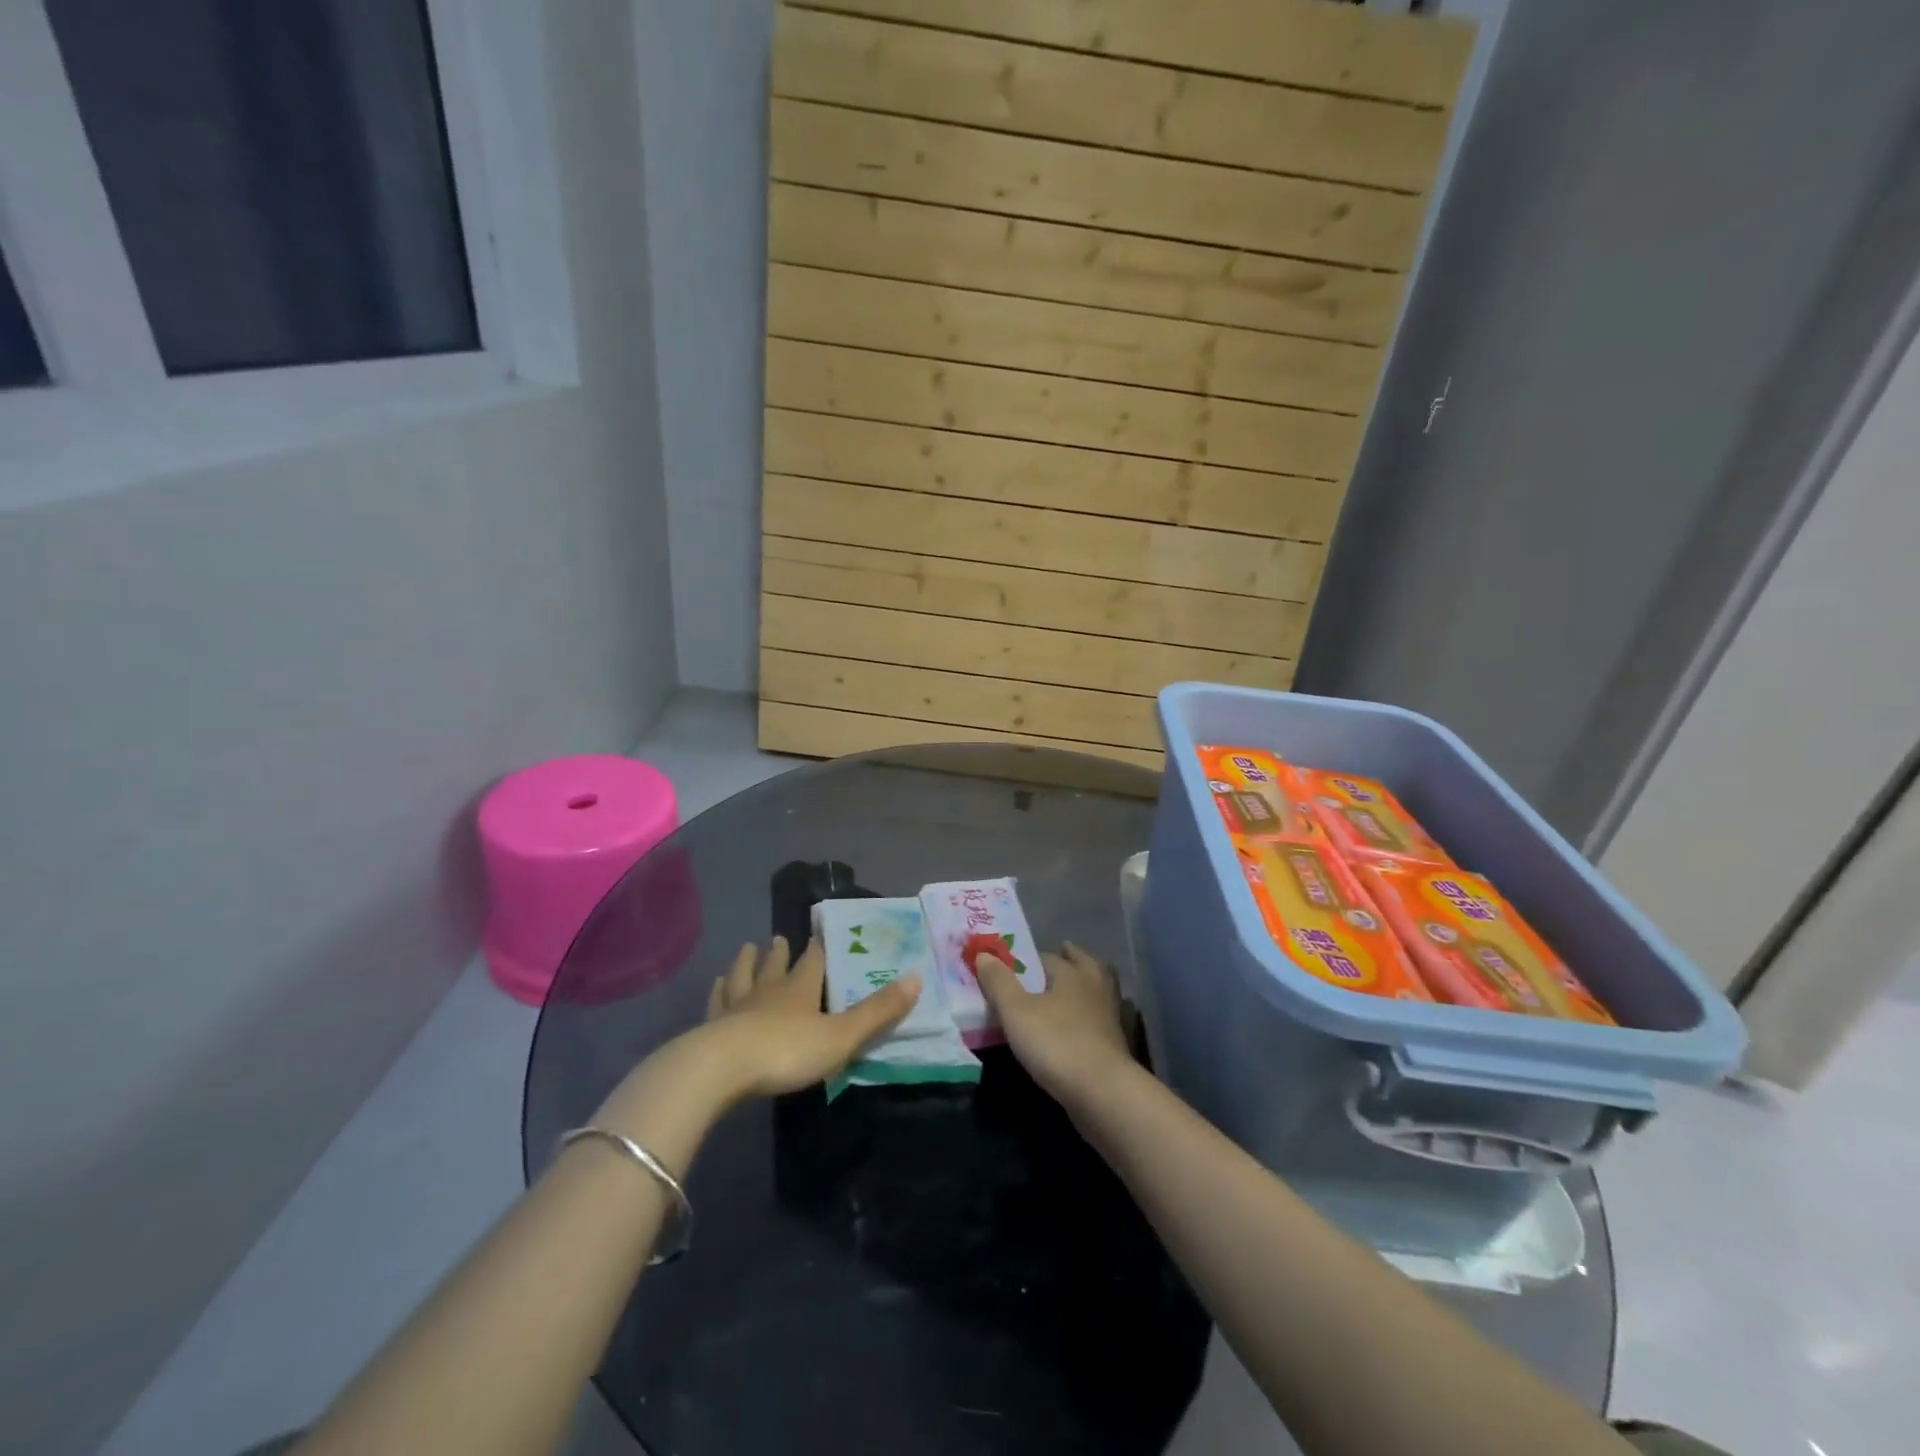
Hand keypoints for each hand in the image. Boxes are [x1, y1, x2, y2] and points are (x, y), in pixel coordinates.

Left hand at [687, 936, 918, 1102]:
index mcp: (800, 989)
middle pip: (775, 965)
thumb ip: (877, 1012)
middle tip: (779, 937)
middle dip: (780, 953)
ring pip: (742, 977)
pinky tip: (716, 985)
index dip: (818, 950)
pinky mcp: (709, 1027)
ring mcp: (735, 1007)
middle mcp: (768, 991)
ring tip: (747, 949)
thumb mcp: (841, 1036)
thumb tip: (917, 978)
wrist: (720, 1070)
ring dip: (747, 963)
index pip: (812, 962)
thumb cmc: (786, 1051)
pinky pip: (716, 1002)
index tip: (819, 935)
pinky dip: (718, 991)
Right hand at [976, 941, 1134, 1104]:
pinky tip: (1074, 1027)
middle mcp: (1094, 987)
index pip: (1048, 956)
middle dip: (1070, 960)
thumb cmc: (1055, 1043)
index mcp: (1072, 973)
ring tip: (1063, 993)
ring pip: (1096, 990)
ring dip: (1083, 987)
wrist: (1101, 1092)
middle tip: (1057, 959)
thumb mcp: (1015, 1011)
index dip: (1029, 959)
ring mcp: (1109, 1016)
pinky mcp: (1114, 1044)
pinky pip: (1098, 1019)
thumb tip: (983, 953)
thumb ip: (998, 981)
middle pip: (1084, 965)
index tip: (1014, 966)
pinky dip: (1087, 1016)